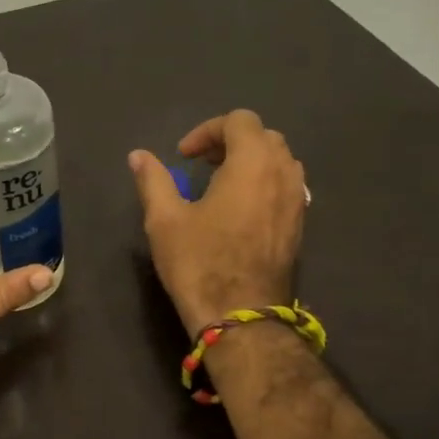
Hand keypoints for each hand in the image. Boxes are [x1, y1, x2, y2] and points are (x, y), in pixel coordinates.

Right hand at [129, 109, 307, 334]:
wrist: (241, 317)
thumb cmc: (199, 263)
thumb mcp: (164, 219)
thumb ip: (153, 180)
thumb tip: (138, 155)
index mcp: (252, 164)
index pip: (239, 121)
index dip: (207, 131)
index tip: (182, 156)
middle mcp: (283, 174)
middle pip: (264, 136)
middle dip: (231, 142)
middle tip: (201, 164)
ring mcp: (297, 202)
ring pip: (280, 161)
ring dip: (250, 161)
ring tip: (220, 184)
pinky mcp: (299, 226)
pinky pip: (287, 187)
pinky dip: (264, 184)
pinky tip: (239, 211)